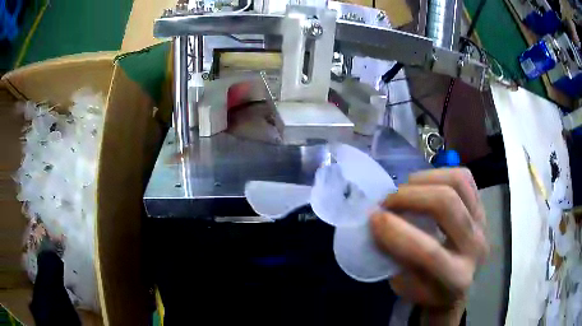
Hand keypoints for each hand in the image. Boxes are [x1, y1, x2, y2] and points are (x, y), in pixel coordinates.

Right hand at [370, 168, 488, 324]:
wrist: (463, 283)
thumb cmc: (431, 290)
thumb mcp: (408, 288)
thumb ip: (395, 260)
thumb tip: (379, 225)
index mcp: (457, 278)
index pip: (429, 252)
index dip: (397, 232)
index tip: (374, 218)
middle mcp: (475, 247)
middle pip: (446, 204)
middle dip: (409, 197)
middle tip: (387, 201)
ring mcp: (482, 222)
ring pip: (457, 183)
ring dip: (423, 180)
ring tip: (404, 190)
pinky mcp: (482, 206)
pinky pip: (464, 177)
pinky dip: (439, 174)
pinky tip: (424, 185)